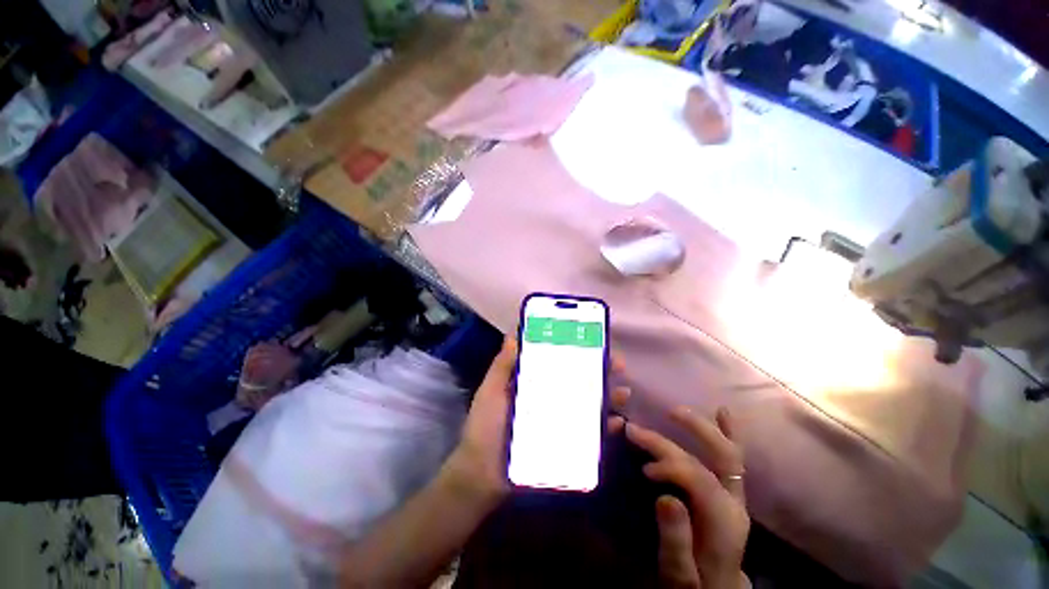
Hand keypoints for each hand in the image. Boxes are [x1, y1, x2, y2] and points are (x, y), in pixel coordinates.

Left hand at [443, 338, 628, 508]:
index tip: (591, 341)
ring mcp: (558, 421)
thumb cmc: (485, 428)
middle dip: (599, 371)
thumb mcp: (491, 392)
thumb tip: (513, 335)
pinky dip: (604, 428)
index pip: (557, 362)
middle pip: (577, 380)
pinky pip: (588, 434)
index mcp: (532, 383)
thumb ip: (502, 366)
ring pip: (587, 404)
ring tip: (623, 391)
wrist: (482, 475)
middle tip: (617, 364)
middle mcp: (548, 398)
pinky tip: (617, 423)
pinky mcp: (563, 443)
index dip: (574, 351)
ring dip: (607, 397)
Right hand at [612, 405, 749, 588]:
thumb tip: (666, 497)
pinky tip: (723, 412)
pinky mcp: (729, 492)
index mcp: (722, 520)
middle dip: (675, 440)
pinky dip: (728, 433)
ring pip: (726, 452)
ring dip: (701, 428)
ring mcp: (734, 495)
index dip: (669, 464)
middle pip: (712, 458)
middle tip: (640, 429)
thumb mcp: (679, 574)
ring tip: (674, 411)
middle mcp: (733, 501)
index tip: (642, 467)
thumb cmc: (694, 584)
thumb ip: (675, 540)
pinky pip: (732, 458)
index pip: (698, 476)